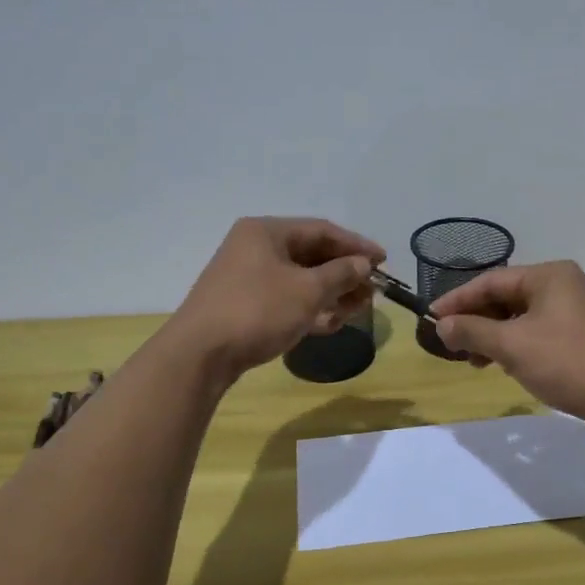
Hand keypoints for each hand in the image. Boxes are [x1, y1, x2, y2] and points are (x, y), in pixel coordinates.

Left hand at [171, 217, 384, 376]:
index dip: (356, 245)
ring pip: (300, 280)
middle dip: (345, 274)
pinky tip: (331, 323)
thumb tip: (363, 263)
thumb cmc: (257, 311)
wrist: (199, 355)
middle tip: (372, 291)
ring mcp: (247, 278)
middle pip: (312, 255)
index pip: (322, 230)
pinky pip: (286, 299)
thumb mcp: (307, 291)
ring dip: (331, 294)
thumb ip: (341, 273)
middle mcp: (255, 248)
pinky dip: (310, 308)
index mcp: (267, 232)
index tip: (384, 261)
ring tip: (357, 310)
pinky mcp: (245, 305)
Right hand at [431, 261, 584, 422]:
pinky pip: (534, 331)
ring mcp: (572, 310)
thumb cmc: (566, 362)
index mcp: (548, 275)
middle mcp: (561, 285)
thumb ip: (472, 331)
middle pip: (505, 297)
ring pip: (518, 317)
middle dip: (476, 321)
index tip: (431, 319)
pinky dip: (513, 345)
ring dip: (492, 336)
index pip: (491, 281)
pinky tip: (503, 365)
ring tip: (474, 362)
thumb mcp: (512, 345)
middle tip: (451, 344)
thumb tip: (441, 325)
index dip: (458, 300)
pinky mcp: (578, 334)